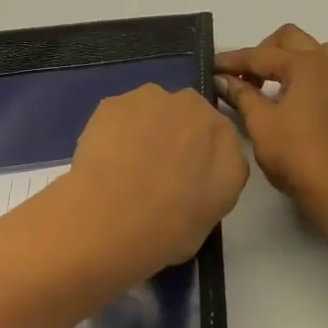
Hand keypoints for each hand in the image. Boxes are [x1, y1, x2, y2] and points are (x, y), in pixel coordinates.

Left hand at [62, 85, 249, 271]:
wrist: (109, 224)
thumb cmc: (170, 228)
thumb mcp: (216, 211)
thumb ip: (220, 176)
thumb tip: (204, 166)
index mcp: (223, 132)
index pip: (217, 136)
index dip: (200, 157)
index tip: (186, 179)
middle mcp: (193, 105)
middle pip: (185, 115)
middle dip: (175, 135)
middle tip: (157, 173)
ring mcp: (149, 99)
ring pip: (152, 111)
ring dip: (144, 129)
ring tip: (125, 168)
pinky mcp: (112, 103)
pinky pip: (120, 116)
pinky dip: (115, 132)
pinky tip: (103, 161)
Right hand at [216, 26, 327, 211]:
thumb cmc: (296, 153)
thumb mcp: (261, 123)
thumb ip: (242, 95)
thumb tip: (223, 79)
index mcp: (305, 63)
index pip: (260, 55)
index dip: (232, 61)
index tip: (211, 66)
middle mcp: (326, 63)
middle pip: (289, 39)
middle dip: (261, 52)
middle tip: (242, 77)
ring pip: (310, 50)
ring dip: (285, 59)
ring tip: (265, 84)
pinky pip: (321, 69)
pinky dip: (300, 72)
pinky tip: (285, 97)